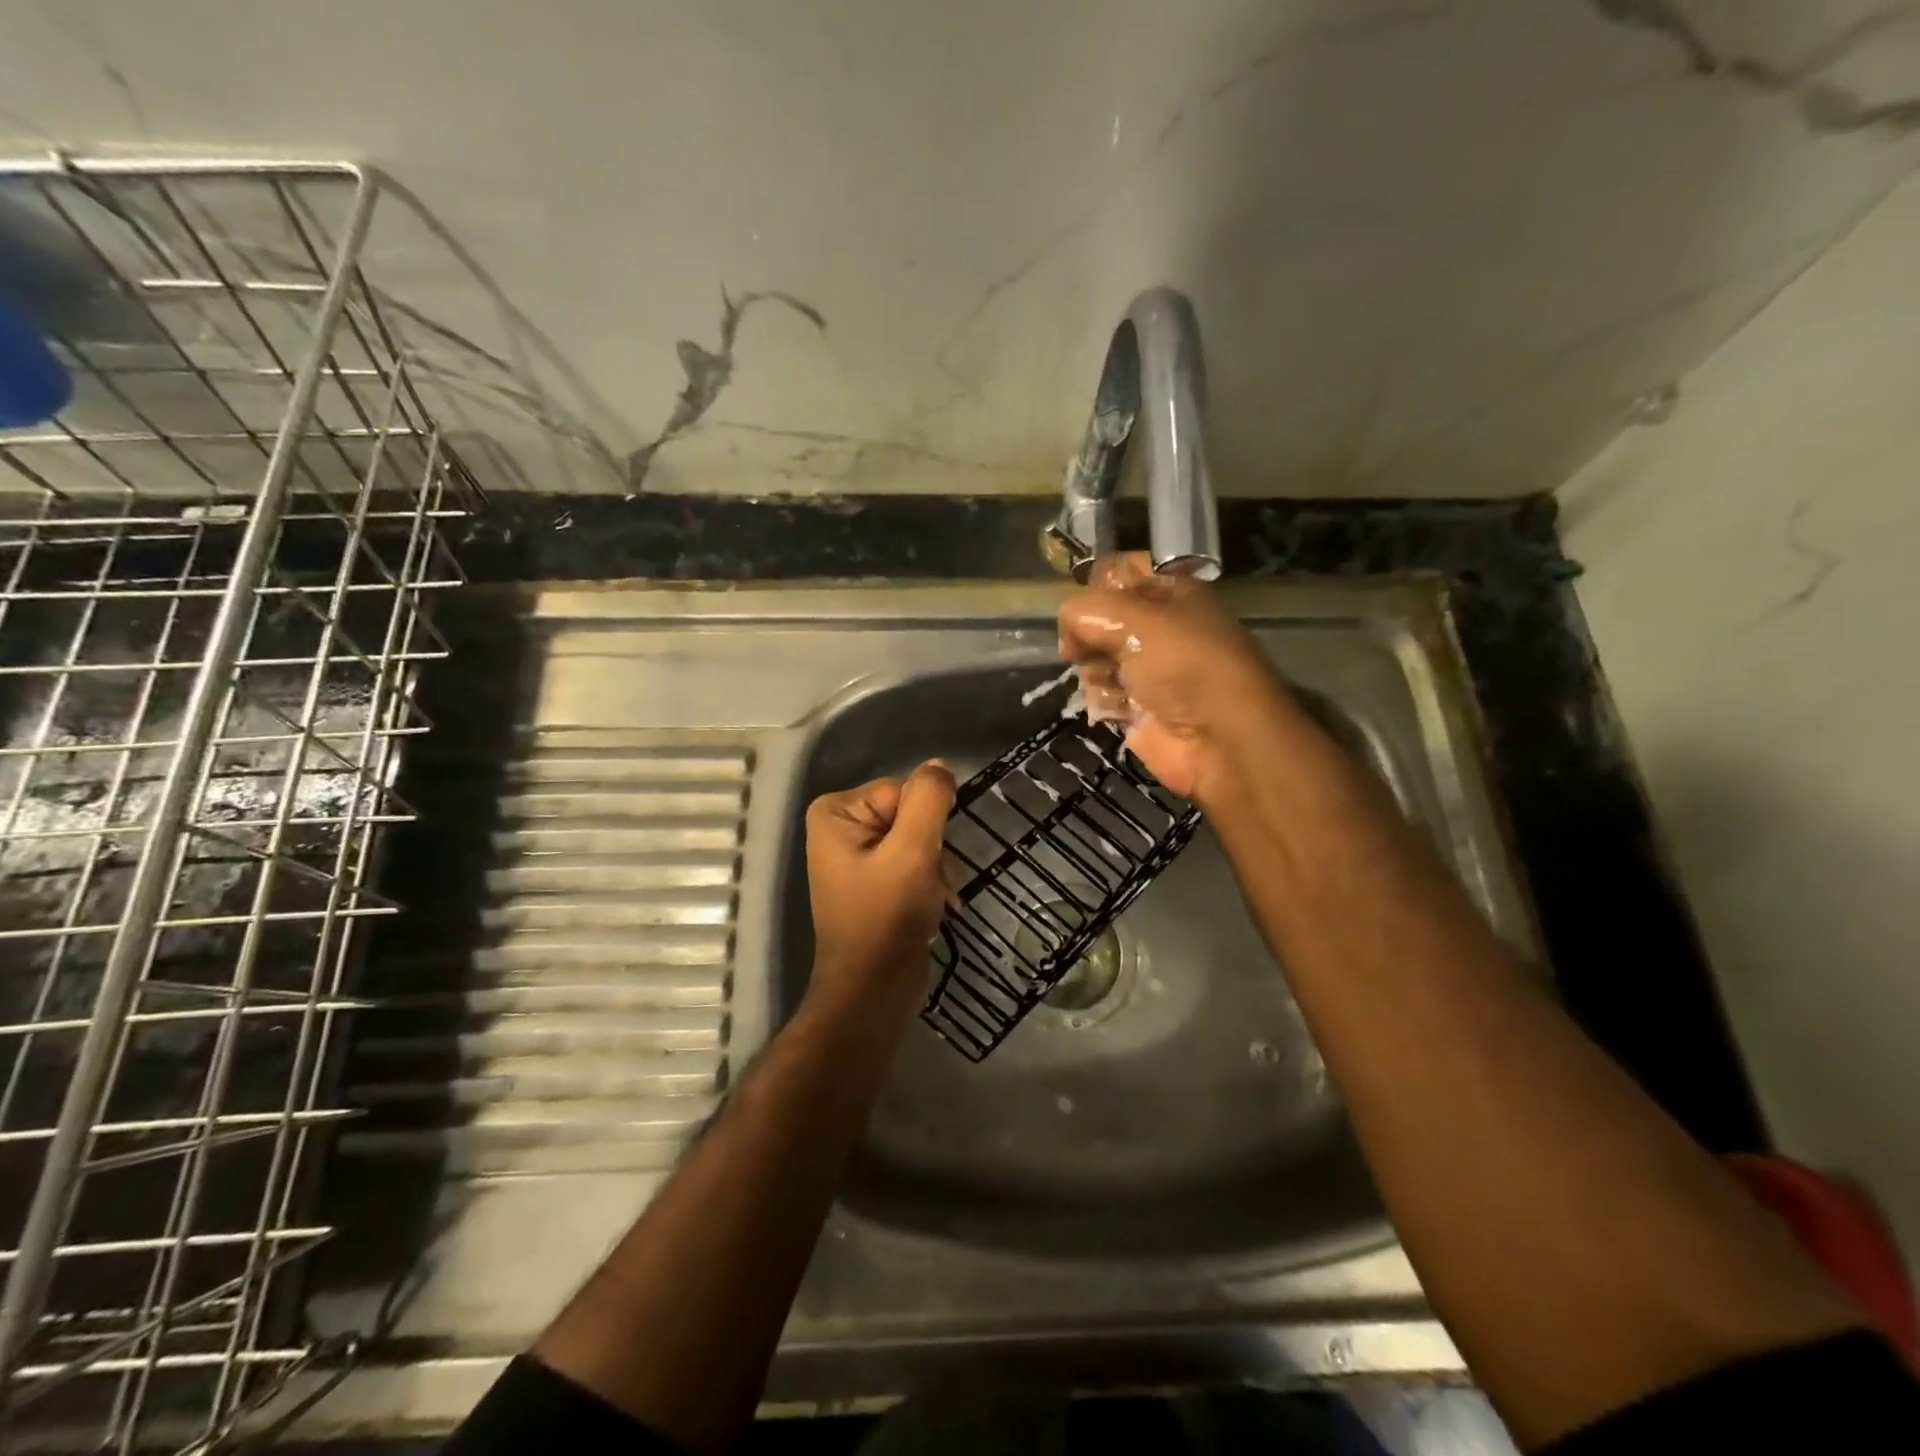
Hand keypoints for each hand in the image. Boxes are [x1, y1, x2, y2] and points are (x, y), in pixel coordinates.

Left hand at [804, 761, 956, 1023]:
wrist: (874, 991)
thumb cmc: (886, 918)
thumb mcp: (913, 851)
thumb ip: (928, 800)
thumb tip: (940, 765)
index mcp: (836, 811)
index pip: (903, 791)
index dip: (925, 824)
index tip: (924, 859)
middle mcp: (841, 827)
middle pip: (910, 814)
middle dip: (931, 848)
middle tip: (926, 882)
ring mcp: (857, 855)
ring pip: (918, 840)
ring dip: (935, 868)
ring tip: (928, 899)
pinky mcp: (874, 880)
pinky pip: (913, 862)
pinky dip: (929, 883)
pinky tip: (931, 907)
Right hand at [1058, 553, 1298, 804]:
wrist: (1219, 738)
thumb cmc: (1182, 665)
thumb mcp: (1133, 619)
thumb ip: (1086, 610)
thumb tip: (1066, 625)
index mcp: (1170, 593)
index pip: (1119, 574)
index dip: (1095, 587)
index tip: (1081, 607)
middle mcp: (1160, 628)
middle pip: (1101, 620)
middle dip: (1088, 635)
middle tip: (1083, 649)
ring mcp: (1148, 670)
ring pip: (1095, 658)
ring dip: (1095, 671)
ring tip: (1110, 683)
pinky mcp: (1138, 707)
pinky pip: (1102, 694)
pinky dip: (1104, 700)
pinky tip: (1117, 708)